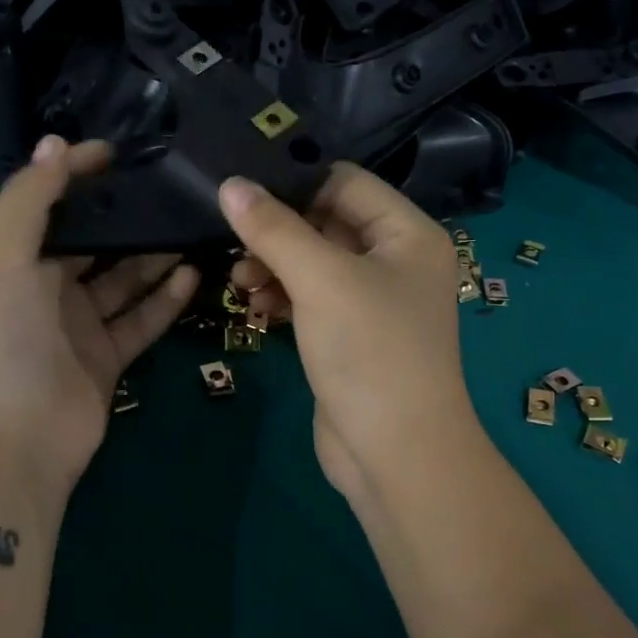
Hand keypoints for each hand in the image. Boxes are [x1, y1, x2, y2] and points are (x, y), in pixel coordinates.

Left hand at [0, 136, 198, 498]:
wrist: (11, 440)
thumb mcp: (0, 256)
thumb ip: (28, 198)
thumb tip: (57, 143)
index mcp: (12, 261)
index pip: (48, 205)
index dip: (77, 176)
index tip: (119, 153)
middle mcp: (44, 289)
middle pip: (92, 243)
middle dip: (125, 217)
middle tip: (170, 189)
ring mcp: (78, 326)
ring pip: (124, 280)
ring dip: (154, 255)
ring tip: (191, 225)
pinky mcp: (108, 359)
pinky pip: (142, 320)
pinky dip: (166, 299)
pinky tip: (192, 273)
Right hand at [219, 164, 479, 510]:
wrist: (397, 454)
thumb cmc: (370, 352)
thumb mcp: (321, 281)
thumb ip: (274, 229)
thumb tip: (230, 184)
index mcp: (406, 234)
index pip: (344, 183)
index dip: (294, 183)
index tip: (240, 193)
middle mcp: (394, 261)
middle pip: (325, 223)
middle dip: (277, 233)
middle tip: (232, 244)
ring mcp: (372, 302)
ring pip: (312, 264)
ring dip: (273, 267)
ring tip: (239, 284)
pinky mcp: (349, 337)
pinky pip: (310, 300)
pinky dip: (282, 299)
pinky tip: (256, 309)